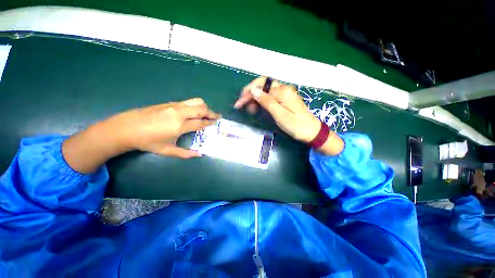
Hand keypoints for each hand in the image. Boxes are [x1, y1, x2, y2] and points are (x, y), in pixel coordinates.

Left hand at [63, 98, 219, 173]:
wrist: (126, 128)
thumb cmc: (147, 141)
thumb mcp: (167, 150)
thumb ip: (185, 153)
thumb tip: (199, 155)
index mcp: (180, 125)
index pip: (201, 122)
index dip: (210, 123)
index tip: (216, 123)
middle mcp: (179, 113)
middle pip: (202, 109)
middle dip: (211, 113)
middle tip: (216, 117)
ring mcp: (174, 106)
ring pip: (196, 102)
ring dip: (204, 107)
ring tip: (207, 113)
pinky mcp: (169, 103)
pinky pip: (188, 102)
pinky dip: (195, 105)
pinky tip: (194, 111)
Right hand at [234, 77, 343, 154]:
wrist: (311, 132)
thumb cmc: (296, 125)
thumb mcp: (279, 115)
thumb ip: (266, 101)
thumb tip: (253, 90)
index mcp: (282, 91)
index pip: (261, 86)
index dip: (248, 93)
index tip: (239, 103)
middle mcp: (283, 89)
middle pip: (263, 85)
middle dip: (250, 93)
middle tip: (241, 104)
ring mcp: (284, 94)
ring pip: (265, 91)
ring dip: (255, 97)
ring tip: (248, 108)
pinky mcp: (284, 100)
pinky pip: (270, 97)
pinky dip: (261, 101)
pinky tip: (257, 107)